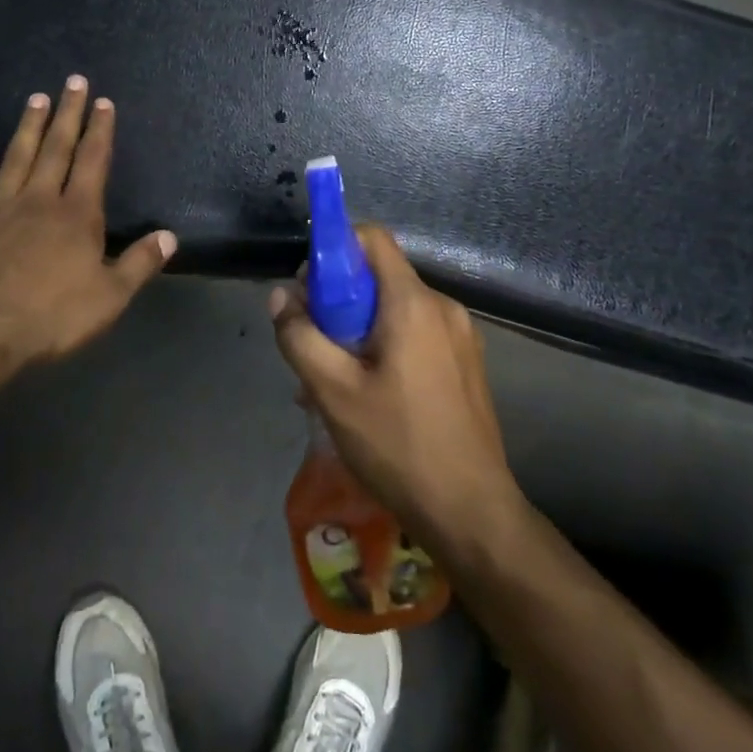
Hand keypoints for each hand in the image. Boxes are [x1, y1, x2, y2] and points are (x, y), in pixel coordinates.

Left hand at [0, 76, 175, 372]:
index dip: (100, 130)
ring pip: (16, 157)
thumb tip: (169, 236)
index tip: (103, 102)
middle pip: (56, 148)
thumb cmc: (50, 318)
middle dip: (68, 114)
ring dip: (28, 126)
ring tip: (36, 97)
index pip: (93, 162)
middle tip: (73, 81)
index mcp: (77, 215)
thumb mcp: (109, 297)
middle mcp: (39, 201)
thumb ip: (139, 264)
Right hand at [269, 227, 523, 551]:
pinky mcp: (466, 364)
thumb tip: (281, 297)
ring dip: (357, 332)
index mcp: (413, 303)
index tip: (308, 290)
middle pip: (379, 278)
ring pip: (394, 312)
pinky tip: (366, 398)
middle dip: (338, 302)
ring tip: (332, 384)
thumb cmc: (398, 445)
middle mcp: (443, 308)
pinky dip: (384, 350)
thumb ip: (300, 336)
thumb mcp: (332, 391)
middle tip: (314, 348)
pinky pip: (415, 337)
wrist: (471, 513)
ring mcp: (461, 337)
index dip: (333, 250)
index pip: (371, 238)